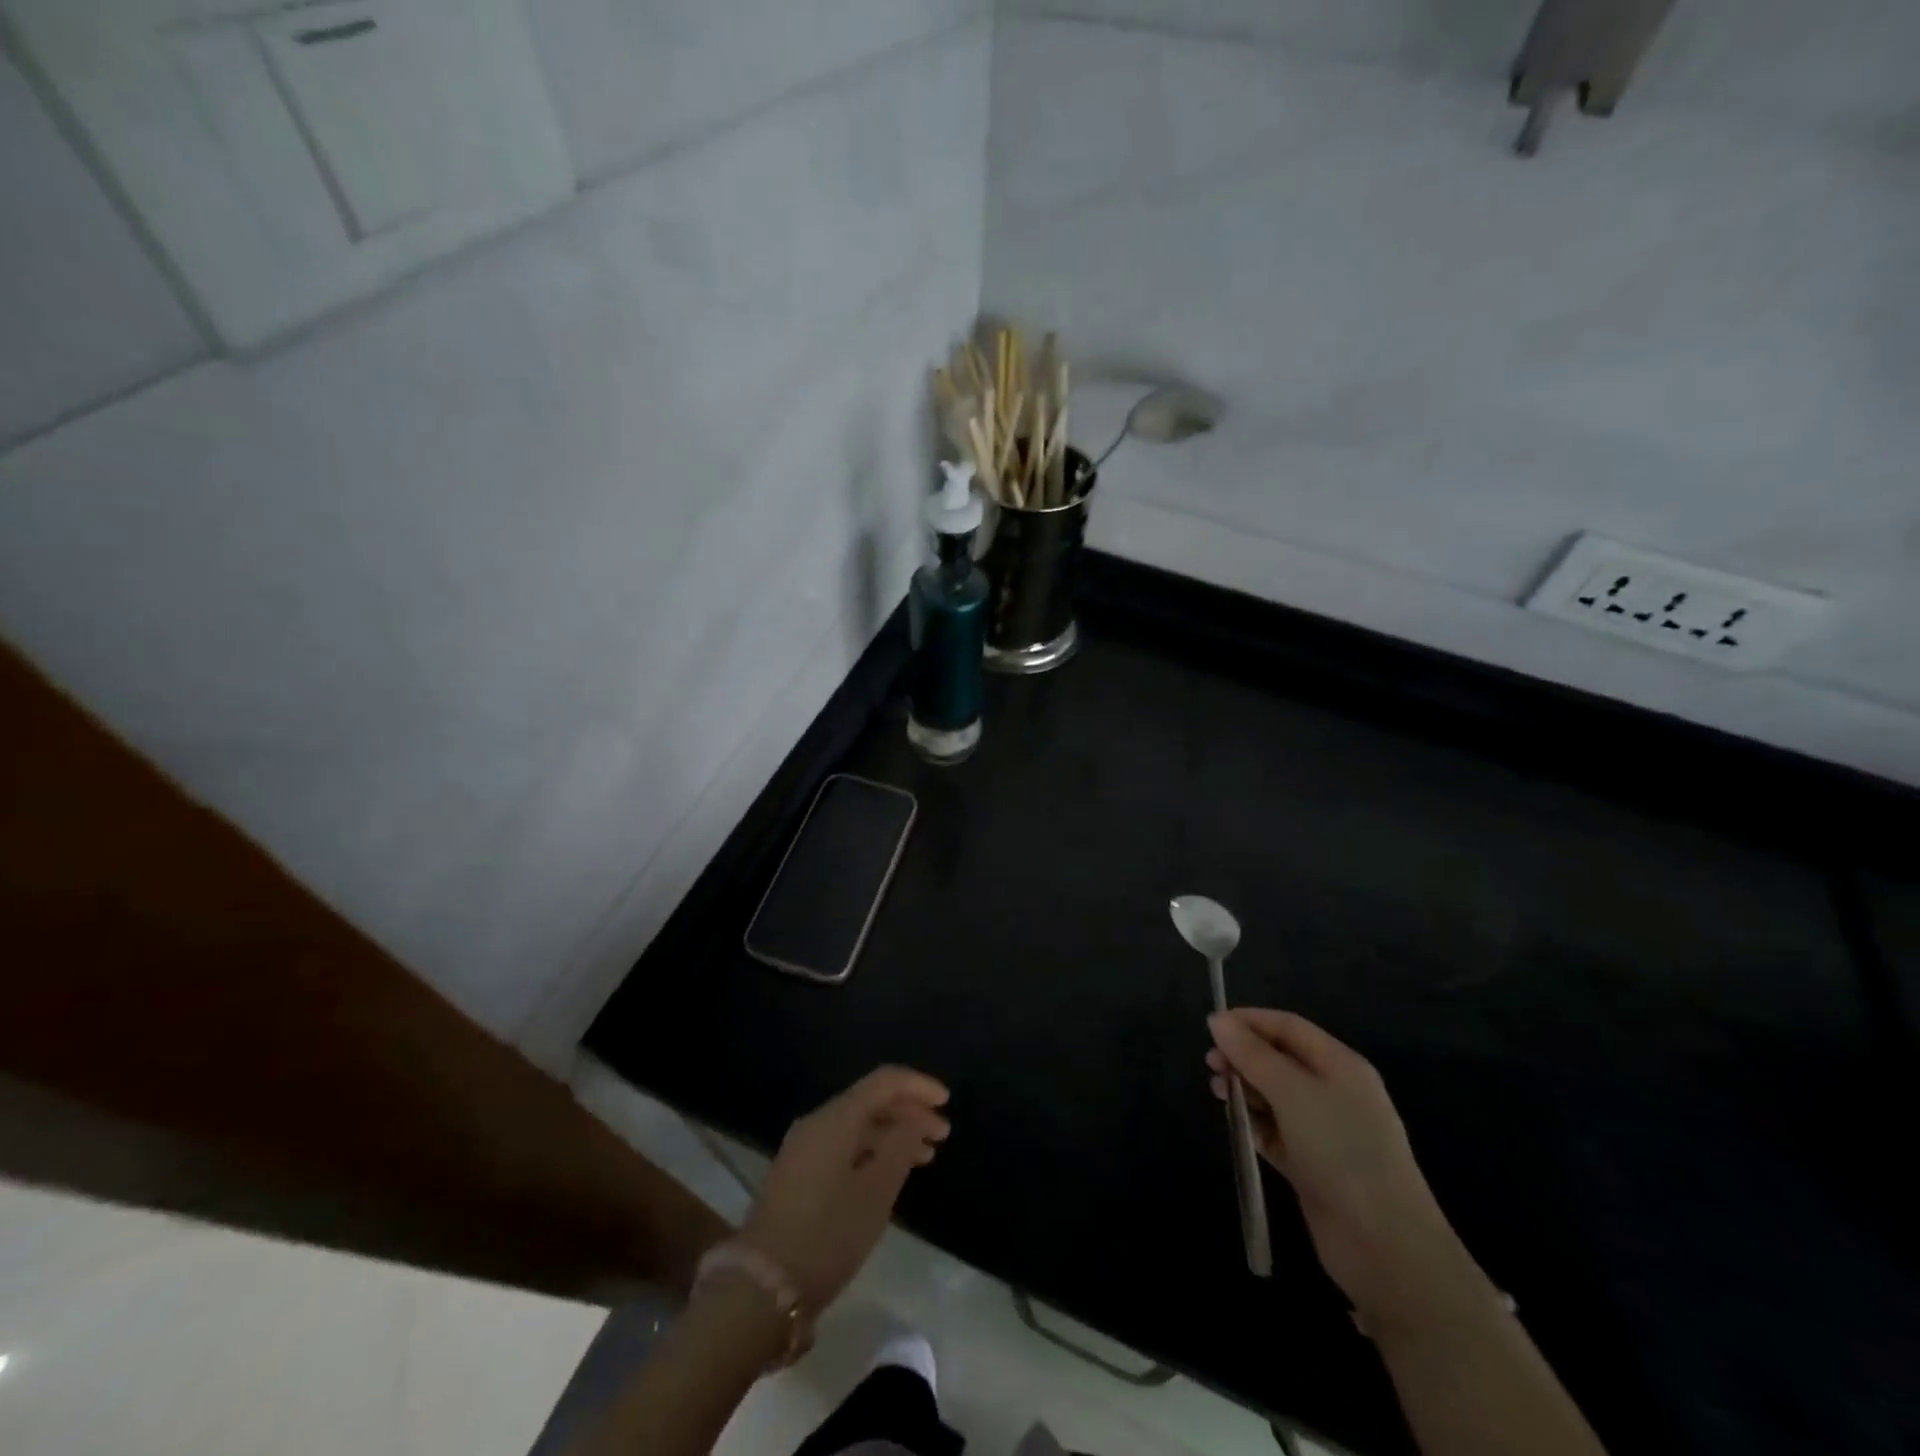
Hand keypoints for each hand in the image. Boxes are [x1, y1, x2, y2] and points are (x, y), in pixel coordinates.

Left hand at [739, 1066, 950, 1312]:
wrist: (761, 1288)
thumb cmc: (827, 1235)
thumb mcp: (876, 1192)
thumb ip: (901, 1146)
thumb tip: (914, 1118)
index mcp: (835, 1118)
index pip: (883, 1081)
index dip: (918, 1086)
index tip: (947, 1102)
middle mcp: (817, 1123)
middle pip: (871, 1101)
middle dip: (909, 1112)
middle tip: (942, 1134)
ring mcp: (805, 1148)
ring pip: (859, 1126)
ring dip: (893, 1134)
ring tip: (926, 1155)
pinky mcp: (799, 1174)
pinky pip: (845, 1146)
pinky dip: (873, 1151)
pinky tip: (892, 1172)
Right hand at [1207, 1010, 1487, 1328]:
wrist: (1386, 1247)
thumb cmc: (1341, 1152)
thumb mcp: (1293, 1093)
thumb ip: (1253, 1055)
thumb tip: (1217, 1020)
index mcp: (1340, 1065)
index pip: (1288, 1026)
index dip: (1249, 1021)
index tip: (1210, 1029)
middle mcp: (1334, 1091)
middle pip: (1279, 1059)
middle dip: (1243, 1056)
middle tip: (1211, 1066)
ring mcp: (1325, 1130)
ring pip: (1274, 1095)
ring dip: (1245, 1089)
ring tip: (1219, 1095)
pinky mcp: (1313, 1165)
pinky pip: (1276, 1131)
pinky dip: (1255, 1124)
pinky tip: (1238, 1126)